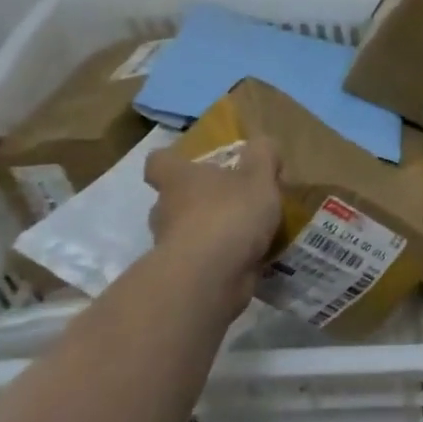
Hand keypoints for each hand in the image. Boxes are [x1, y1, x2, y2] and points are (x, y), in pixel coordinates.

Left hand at [145, 138, 284, 284]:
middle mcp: (166, 210)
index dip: (173, 160)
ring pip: (188, 231)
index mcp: (179, 180)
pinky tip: (252, 256)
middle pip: (173, 199)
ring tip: (249, 231)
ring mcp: (171, 245)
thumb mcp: (259, 176)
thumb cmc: (230, 214)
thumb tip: (262, 144)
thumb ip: (263, 156)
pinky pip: (204, 259)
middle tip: (234, 199)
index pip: (159, 162)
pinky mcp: (184, 274)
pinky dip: (222, 257)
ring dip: (212, 230)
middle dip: (200, 199)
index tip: (192, 163)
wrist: (210, 277)